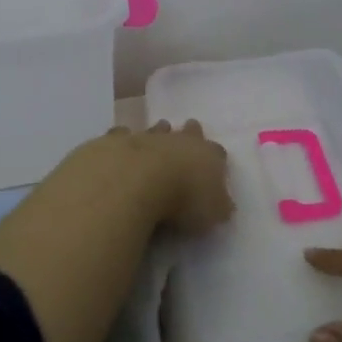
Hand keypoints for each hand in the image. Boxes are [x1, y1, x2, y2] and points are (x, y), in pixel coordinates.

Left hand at [84, 119, 232, 235]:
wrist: (135, 180)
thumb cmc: (182, 199)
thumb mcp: (211, 213)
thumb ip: (218, 207)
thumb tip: (224, 205)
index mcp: (207, 156)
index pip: (217, 152)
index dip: (216, 156)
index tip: (214, 159)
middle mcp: (179, 141)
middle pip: (189, 131)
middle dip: (190, 132)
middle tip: (189, 131)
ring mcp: (147, 137)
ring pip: (156, 129)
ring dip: (158, 131)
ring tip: (158, 131)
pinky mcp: (117, 141)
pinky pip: (121, 136)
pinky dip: (122, 139)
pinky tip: (118, 145)